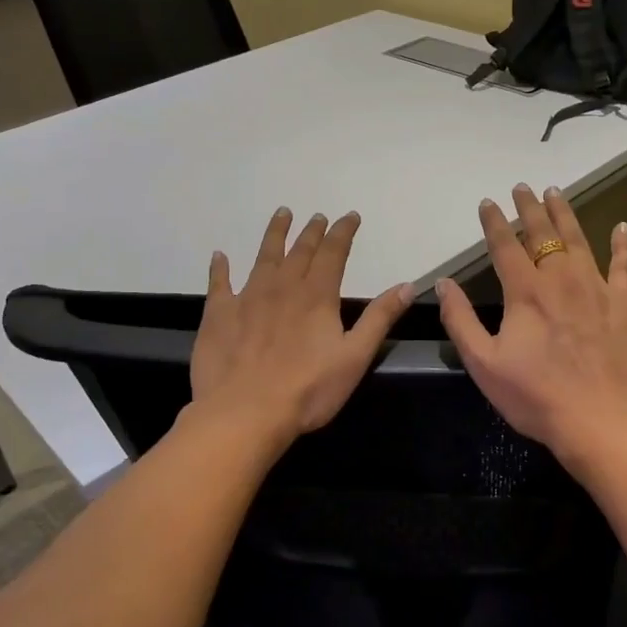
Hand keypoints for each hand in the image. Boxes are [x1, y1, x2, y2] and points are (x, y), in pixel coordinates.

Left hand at [191, 207, 414, 441]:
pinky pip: (219, 283)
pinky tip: (219, 256)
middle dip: (312, 231)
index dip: (342, 232)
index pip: (333, 253)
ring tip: (281, 214)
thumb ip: (379, 318)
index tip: (349, 216)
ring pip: (263, 257)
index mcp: (316, 296)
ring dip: (274, 234)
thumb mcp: (355, 357)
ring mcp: (247, 298)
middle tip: (317, 216)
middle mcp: (282, 287)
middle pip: (299, 251)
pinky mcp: (219, 315)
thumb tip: (407, 285)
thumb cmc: (307, 390)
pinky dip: (220, 268)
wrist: (244, 413)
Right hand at [435, 185, 626, 467]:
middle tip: (523, 188)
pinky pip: (625, 266)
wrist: (601, 422)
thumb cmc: (536, 397)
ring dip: (566, 215)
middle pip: (543, 234)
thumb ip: (460, 320)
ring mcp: (597, 289)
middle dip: (530, 208)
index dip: (494, 222)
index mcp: (525, 293)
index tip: (488, 202)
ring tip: (556, 193)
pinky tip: (622, 228)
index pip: (505, 246)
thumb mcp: (484, 364)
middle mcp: (560, 280)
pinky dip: (623, 245)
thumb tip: (443, 283)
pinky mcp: (626, 305)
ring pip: (579, 240)